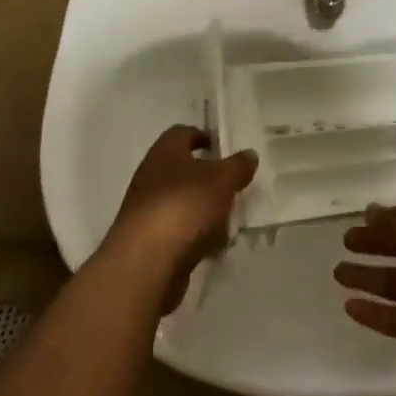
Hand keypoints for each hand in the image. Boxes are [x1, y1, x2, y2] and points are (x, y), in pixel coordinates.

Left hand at [106, 125, 257, 312]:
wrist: (146, 262)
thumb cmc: (185, 206)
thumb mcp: (222, 180)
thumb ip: (238, 165)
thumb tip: (249, 154)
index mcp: (164, 152)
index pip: (181, 133)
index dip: (202, 136)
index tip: (222, 147)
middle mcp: (151, 176)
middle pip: (182, 169)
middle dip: (208, 178)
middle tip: (233, 185)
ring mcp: (147, 210)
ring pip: (182, 202)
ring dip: (203, 209)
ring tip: (229, 220)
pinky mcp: (148, 241)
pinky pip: (178, 231)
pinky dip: (195, 235)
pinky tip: (213, 246)